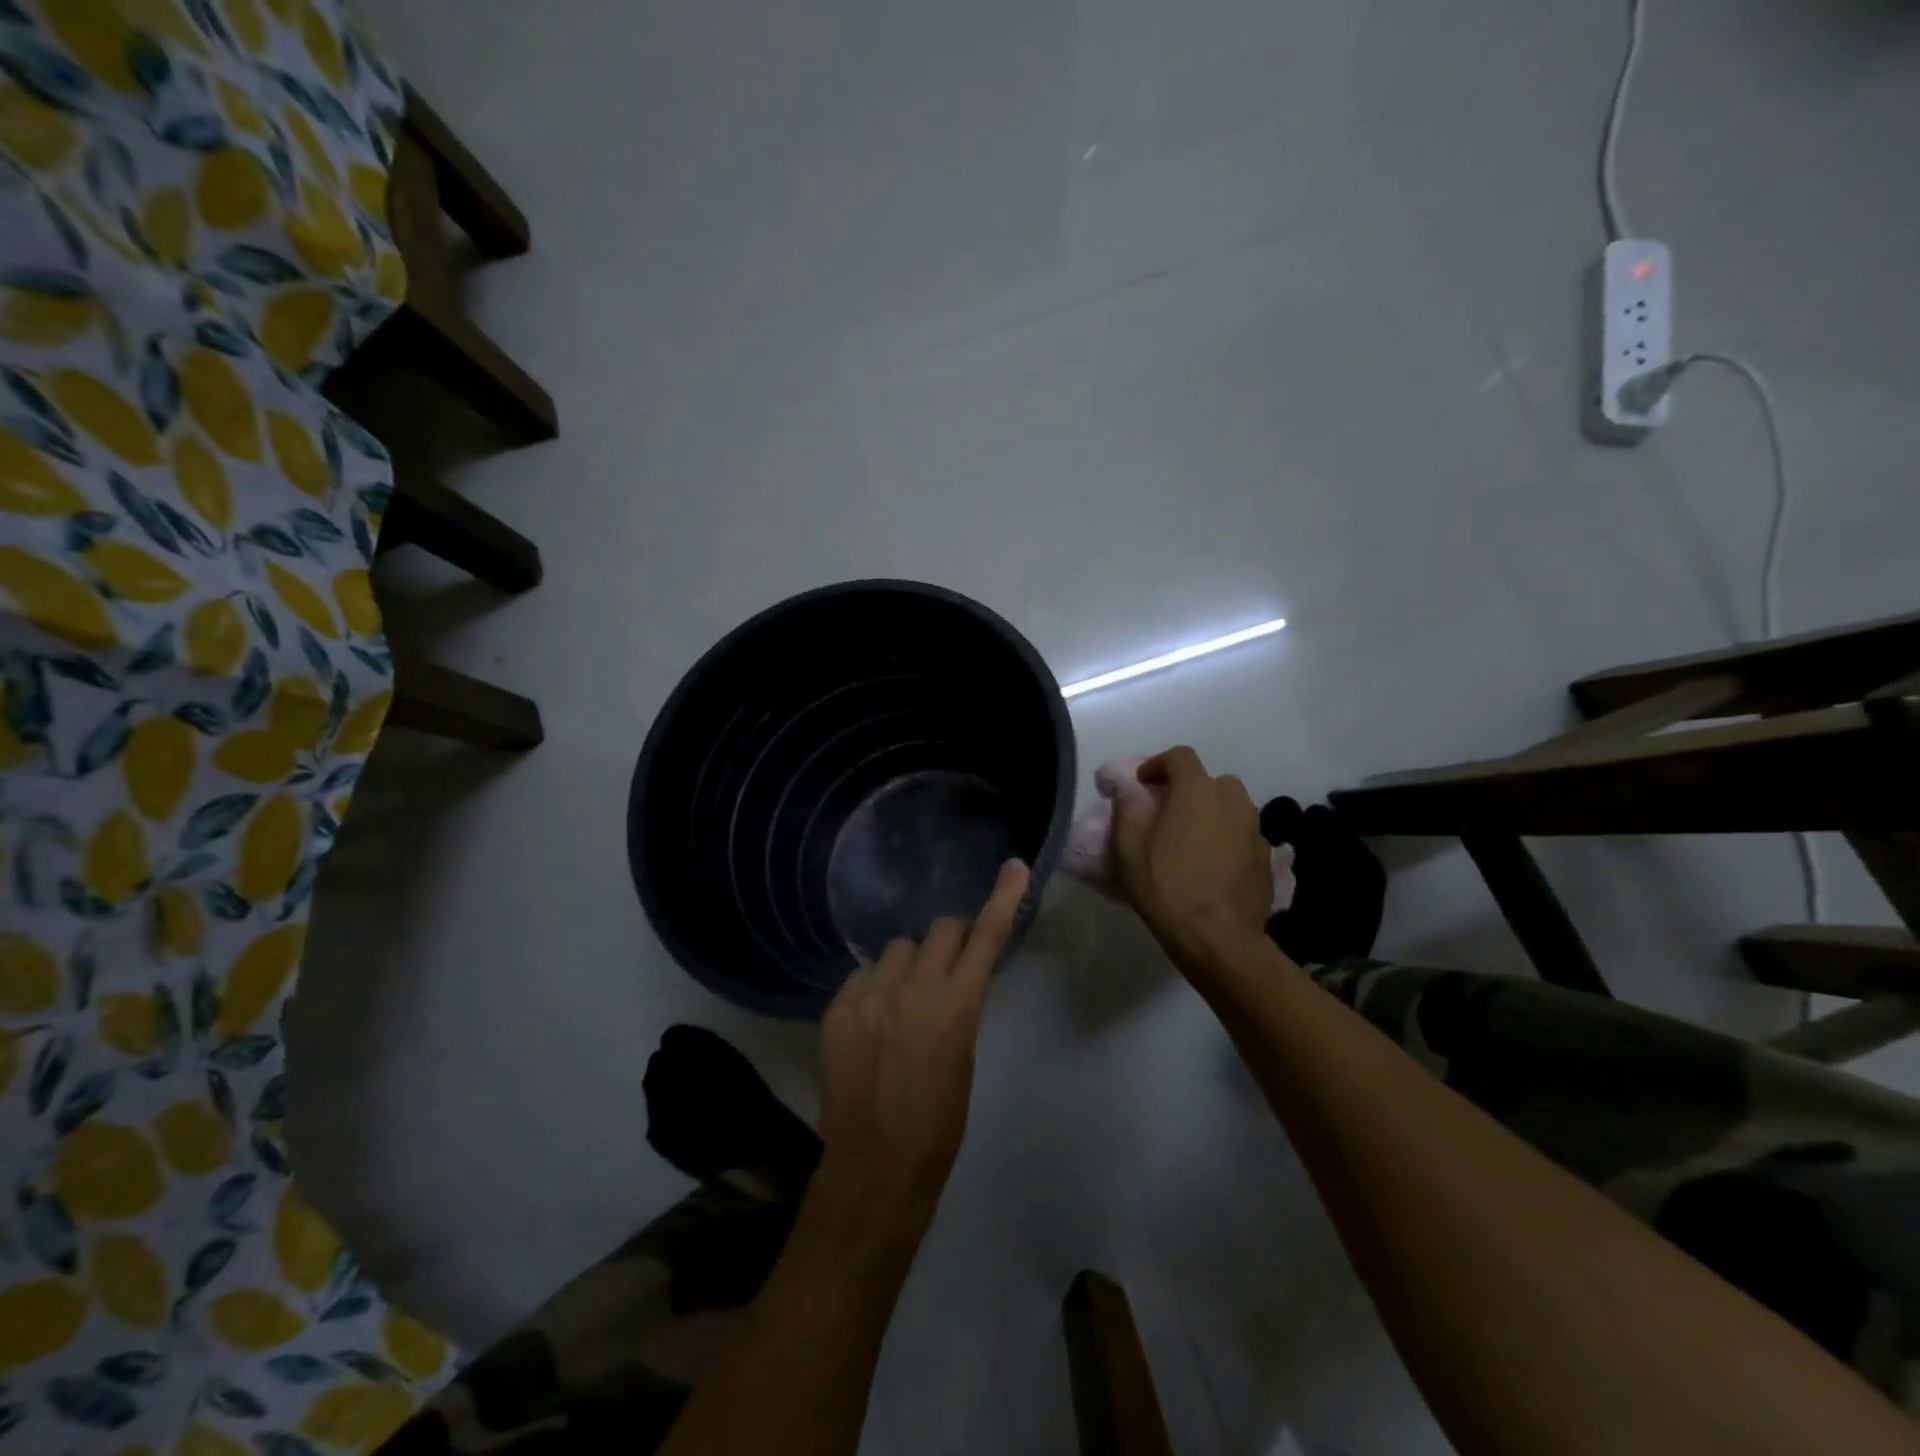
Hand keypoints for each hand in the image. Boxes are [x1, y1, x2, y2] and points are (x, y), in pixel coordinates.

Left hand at [811, 858, 1030, 1259]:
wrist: (874, 1165)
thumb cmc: (937, 1123)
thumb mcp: (963, 1057)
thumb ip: (958, 1008)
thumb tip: (953, 980)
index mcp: (955, 1004)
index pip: (986, 937)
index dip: (1003, 899)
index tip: (1014, 867)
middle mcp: (912, 986)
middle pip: (938, 930)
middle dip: (949, 940)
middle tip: (947, 967)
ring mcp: (869, 994)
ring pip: (895, 949)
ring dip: (907, 965)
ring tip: (901, 1003)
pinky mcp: (837, 1008)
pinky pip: (861, 976)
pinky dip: (873, 989)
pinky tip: (871, 1023)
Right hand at [1110, 746, 1270, 952]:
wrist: (1218, 938)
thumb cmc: (1167, 888)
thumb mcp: (1129, 849)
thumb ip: (1128, 809)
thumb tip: (1130, 788)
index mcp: (1197, 791)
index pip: (1181, 756)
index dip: (1158, 764)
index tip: (1142, 784)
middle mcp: (1232, 801)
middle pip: (1211, 780)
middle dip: (1189, 788)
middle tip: (1168, 812)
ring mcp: (1255, 828)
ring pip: (1232, 806)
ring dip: (1212, 812)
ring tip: (1192, 838)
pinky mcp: (1267, 857)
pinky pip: (1244, 833)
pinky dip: (1228, 837)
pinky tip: (1213, 863)